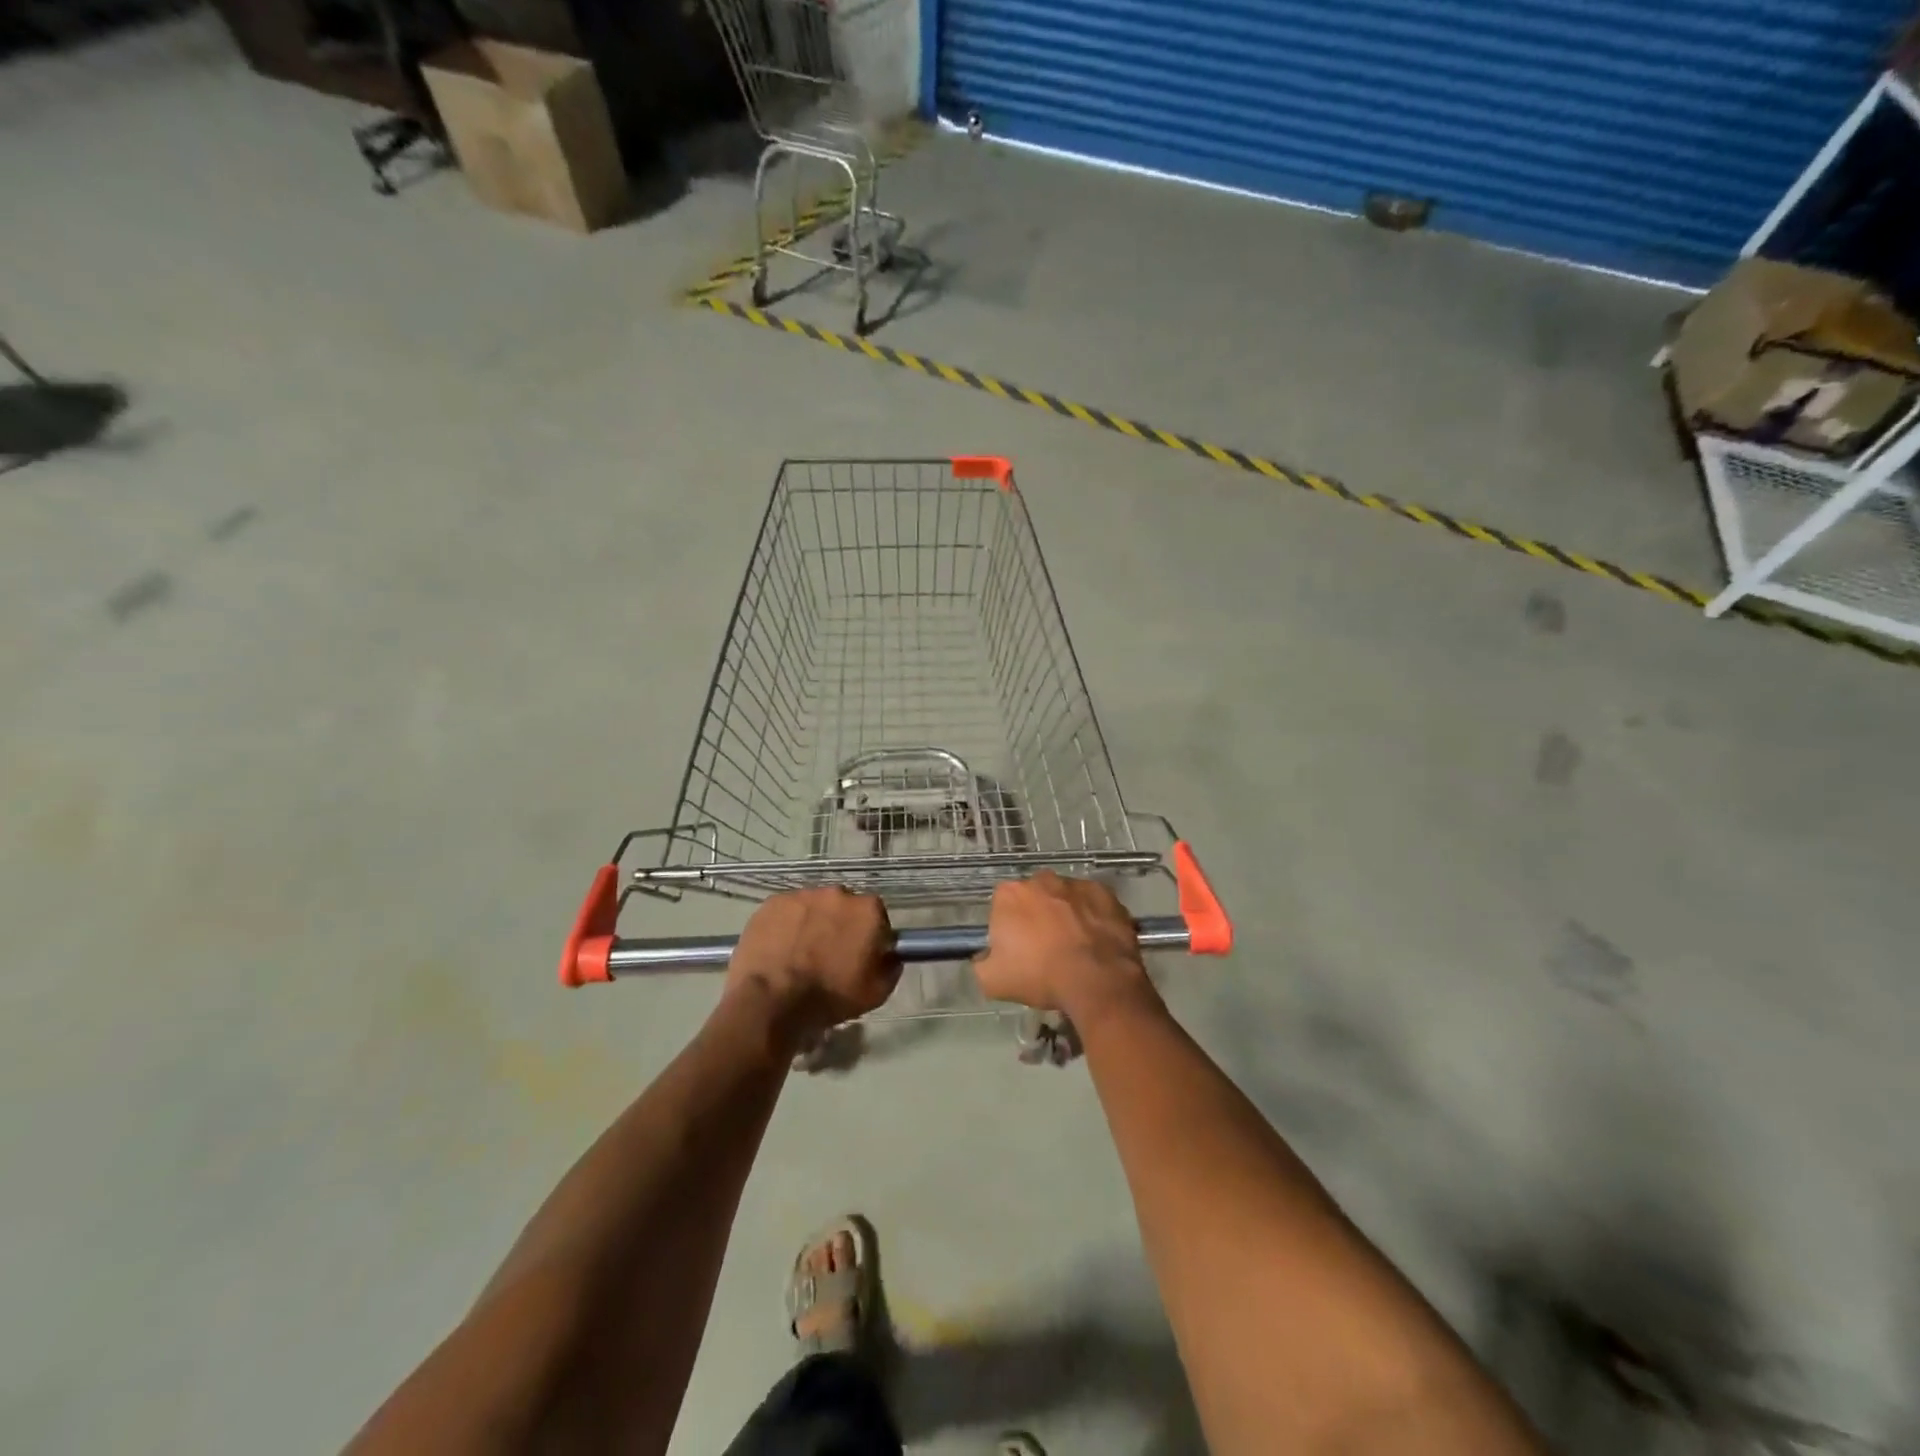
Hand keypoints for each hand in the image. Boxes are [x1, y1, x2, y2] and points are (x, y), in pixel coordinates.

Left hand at [726, 888, 899, 1047]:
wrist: (773, 1000)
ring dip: (812, 923)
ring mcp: (803, 895)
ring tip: (800, 952)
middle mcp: (838, 893)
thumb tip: (890, 956)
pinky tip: (780, 948)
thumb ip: (890, 967)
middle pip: (844, 906)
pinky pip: (787, 911)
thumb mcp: (876, 992)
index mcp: (868, 910)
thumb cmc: (830, 996)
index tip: (860, 955)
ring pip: (814, 906)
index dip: (869, 936)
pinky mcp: (773, 902)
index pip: (876, 916)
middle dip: (840, 925)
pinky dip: (786, 925)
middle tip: (829, 954)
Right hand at [975, 872, 1152, 1019]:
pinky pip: (1092, 903)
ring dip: (1065, 915)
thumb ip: (982, 963)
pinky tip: (1096, 941)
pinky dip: (1092, 917)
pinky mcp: (1105, 893)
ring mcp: (1076, 884)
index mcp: (1009, 894)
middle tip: (1045, 948)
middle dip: (1037, 916)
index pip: (1002, 905)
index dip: (1009, 928)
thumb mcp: (992, 981)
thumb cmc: (1040, 976)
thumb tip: (985, 957)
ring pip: (1064, 897)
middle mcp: (1041, 880)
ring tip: (1075, 947)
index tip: (1017, 950)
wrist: (1097, 980)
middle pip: (1034, 897)